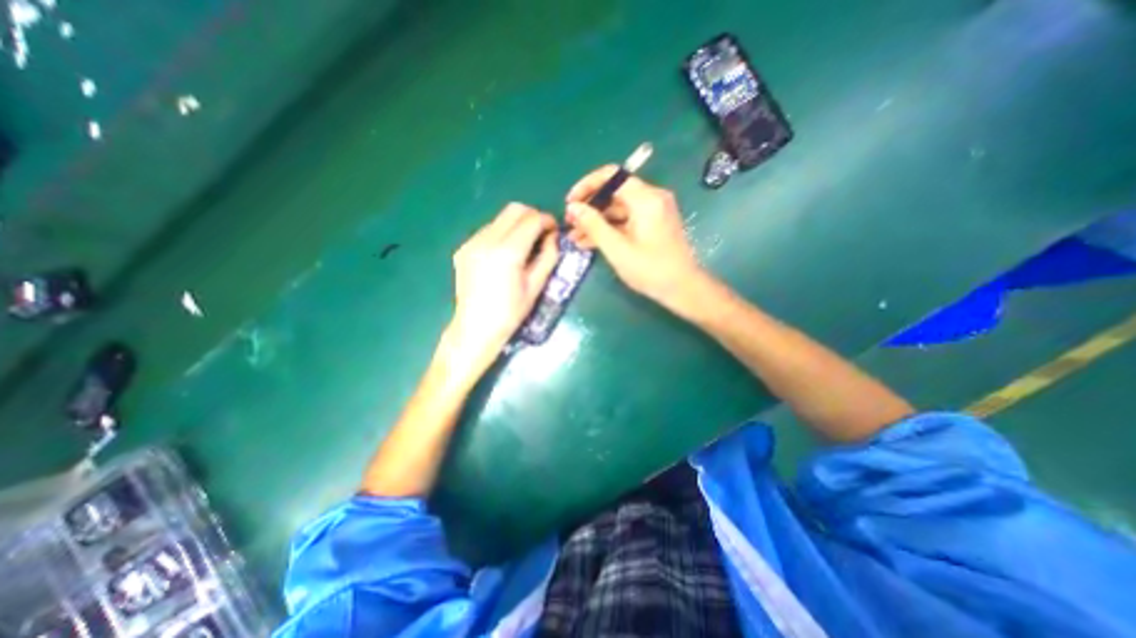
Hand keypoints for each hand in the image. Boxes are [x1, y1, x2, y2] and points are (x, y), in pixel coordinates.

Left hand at [449, 202, 561, 374]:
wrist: (475, 328)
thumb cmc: (511, 312)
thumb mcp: (536, 286)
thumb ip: (548, 256)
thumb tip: (552, 236)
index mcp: (508, 252)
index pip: (532, 220)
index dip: (547, 220)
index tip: (554, 230)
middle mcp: (486, 240)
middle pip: (514, 209)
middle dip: (532, 216)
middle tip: (541, 233)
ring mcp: (471, 243)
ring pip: (500, 218)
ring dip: (516, 224)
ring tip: (524, 245)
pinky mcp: (463, 248)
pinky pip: (487, 230)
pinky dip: (502, 233)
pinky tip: (505, 253)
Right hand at [567, 167, 706, 307]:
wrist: (682, 288)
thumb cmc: (651, 270)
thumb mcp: (617, 249)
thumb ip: (594, 225)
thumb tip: (573, 207)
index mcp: (646, 199)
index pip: (611, 176)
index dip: (587, 186)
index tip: (570, 203)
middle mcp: (651, 198)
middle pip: (613, 192)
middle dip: (590, 208)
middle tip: (570, 224)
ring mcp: (653, 211)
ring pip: (617, 209)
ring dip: (596, 221)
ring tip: (574, 238)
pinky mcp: (652, 223)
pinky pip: (626, 219)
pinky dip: (609, 228)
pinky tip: (589, 242)